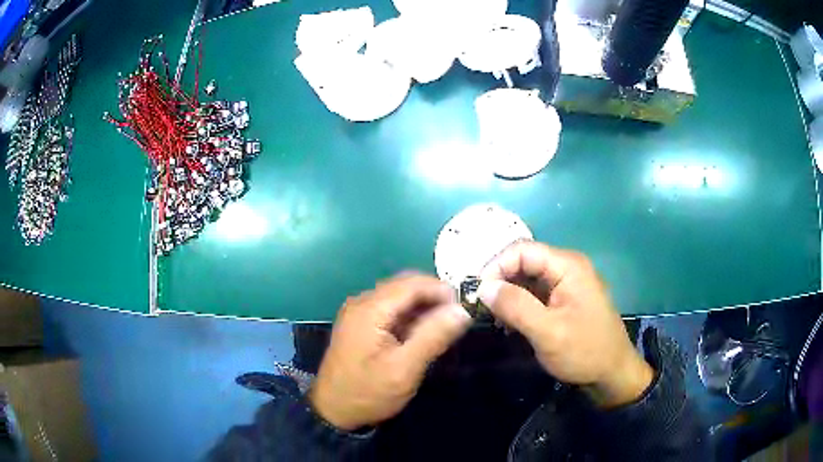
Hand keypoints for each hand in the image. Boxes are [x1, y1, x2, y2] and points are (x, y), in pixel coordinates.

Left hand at [309, 273, 471, 430]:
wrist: (334, 411)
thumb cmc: (368, 392)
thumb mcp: (404, 369)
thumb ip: (433, 337)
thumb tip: (462, 311)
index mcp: (369, 309)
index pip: (411, 283)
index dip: (440, 290)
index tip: (463, 309)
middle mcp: (361, 303)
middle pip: (404, 286)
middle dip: (433, 297)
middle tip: (455, 320)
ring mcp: (358, 313)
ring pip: (398, 297)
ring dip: (422, 307)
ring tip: (442, 328)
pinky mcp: (360, 325)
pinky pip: (390, 310)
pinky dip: (409, 316)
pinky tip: (421, 334)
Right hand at [478, 242, 653, 407]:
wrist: (612, 374)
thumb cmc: (584, 351)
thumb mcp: (548, 332)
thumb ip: (515, 306)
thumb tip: (483, 287)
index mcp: (568, 266)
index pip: (522, 250)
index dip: (496, 267)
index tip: (478, 294)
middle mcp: (567, 268)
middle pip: (524, 262)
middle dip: (501, 282)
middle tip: (481, 308)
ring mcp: (567, 284)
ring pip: (528, 279)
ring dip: (508, 296)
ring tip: (494, 319)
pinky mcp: (564, 300)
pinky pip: (535, 294)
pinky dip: (519, 306)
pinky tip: (510, 324)